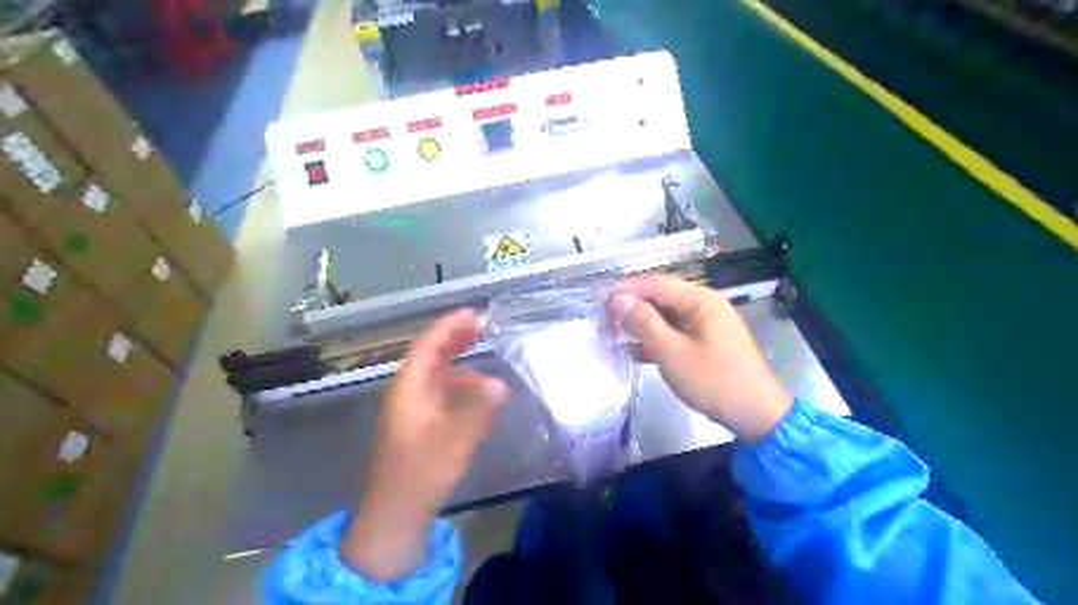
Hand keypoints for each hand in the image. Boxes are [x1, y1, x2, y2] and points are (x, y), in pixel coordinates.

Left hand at [344, 309, 508, 578]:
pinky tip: (481, 402)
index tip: (472, 314)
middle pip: (431, 358)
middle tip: (481, 329)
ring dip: (463, 369)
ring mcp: (414, 411)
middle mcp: (409, 394)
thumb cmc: (422, 469)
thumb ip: (478, 407)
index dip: (449, 327)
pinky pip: (443, 398)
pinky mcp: (421, 428)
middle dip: (455, 341)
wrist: (398, 511)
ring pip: (438, 379)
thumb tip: (498, 384)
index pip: (428, 346)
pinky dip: (462, 392)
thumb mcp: (455, 436)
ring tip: (490, 371)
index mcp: (409, 388)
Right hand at [609, 275, 793, 440]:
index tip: (598, 302)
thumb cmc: (713, 381)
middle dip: (631, 306)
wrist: (756, 415)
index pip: (655, 283)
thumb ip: (643, 322)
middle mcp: (705, 304)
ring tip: (614, 334)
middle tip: (604, 320)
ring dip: (641, 323)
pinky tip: (636, 350)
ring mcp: (707, 323)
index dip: (624, 289)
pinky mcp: (706, 341)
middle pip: (660, 296)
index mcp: (700, 299)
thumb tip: (618, 299)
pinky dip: (655, 337)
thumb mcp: (672, 352)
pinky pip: (675, 331)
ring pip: (666, 315)